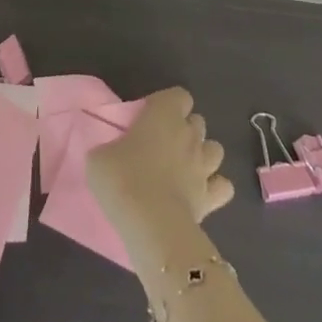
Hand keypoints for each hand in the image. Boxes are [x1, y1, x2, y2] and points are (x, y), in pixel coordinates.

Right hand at [88, 88, 233, 261]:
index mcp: (164, 114)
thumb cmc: (123, 179)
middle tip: (163, 145)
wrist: (151, 225)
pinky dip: (215, 187)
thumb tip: (110, 153)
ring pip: (215, 149)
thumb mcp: (99, 157)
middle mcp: (189, 134)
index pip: (179, 95)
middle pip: (198, 121)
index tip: (150, 119)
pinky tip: (200, 193)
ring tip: (184, 168)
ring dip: (202, 155)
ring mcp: (204, 166)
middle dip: (185, 129)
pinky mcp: (212, 197)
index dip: (168, 104)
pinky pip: (223, 186)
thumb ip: (109, 148)